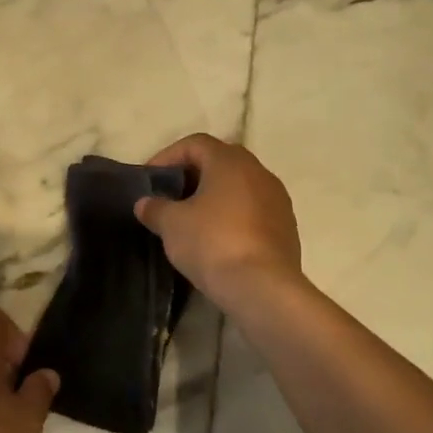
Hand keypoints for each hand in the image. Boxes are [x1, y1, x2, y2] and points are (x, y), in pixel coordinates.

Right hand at [134, 133, 303, 309]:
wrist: (263, 289)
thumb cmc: (212, 243)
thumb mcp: (171, 224)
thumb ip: (155, 208)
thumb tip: (145, 204)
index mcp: (230, 161)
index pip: (195, 144)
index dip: (168, 156)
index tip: (151, 179)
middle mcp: (258, 172)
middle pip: (220, 162)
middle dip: (193, 175)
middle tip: (171, 195)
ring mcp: (278, 200)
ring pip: (239, 187)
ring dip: (215, 196)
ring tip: (193, 219)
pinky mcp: (287, 228)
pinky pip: (253, 211)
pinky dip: (233, 216)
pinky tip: (217, 239)